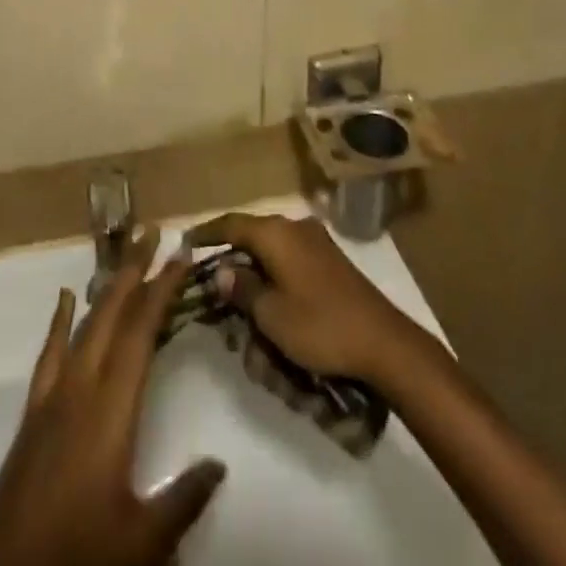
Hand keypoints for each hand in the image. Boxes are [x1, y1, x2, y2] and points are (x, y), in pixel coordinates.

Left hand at [0, 227, 226, 565]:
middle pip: (111, 314)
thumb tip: (218, 463)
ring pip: (84, 325)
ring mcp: (52, 398)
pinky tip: (66, 298)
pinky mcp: (33, 414)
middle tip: (153, 231)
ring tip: (124, 253)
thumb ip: (182, 499)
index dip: (162, 289)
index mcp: (110, 409)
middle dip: (133, 269)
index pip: (142, 333)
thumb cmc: (76, 557)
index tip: (182, 254)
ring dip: (106, 286)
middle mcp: (80, 389)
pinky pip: (50, 353)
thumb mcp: (141, 542)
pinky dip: (60, 321)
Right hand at [182, 213, 433, 387]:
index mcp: (276, 232)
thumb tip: (220, 270)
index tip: (184, 244)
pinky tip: (272, 310)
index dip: (206, 234)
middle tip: (213, 293)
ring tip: (244, 315)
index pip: (231, 224)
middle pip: (251, 238)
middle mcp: (294, 227)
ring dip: (255, 280)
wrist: (382, 341)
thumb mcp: (271, 314)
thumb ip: (241, 288)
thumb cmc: (319, 325)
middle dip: (232, 266)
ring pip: (271, 254)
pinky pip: (290, 264)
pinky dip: (275, 282)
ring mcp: (315, 242)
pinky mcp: (329, 261)